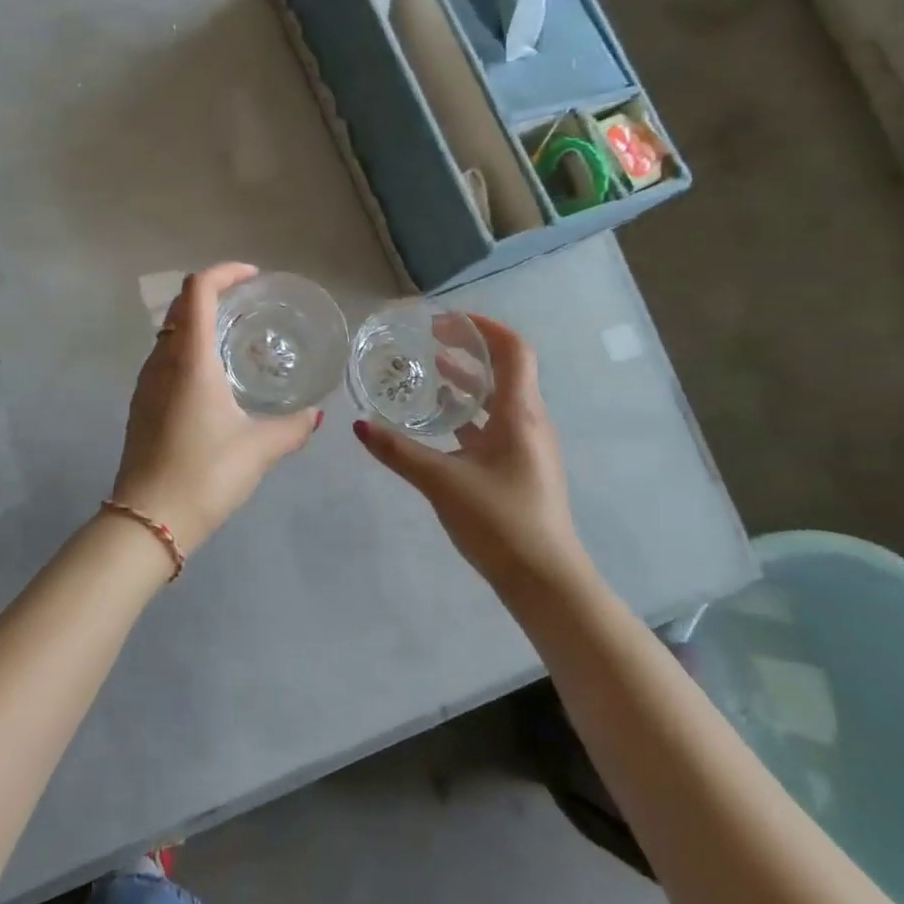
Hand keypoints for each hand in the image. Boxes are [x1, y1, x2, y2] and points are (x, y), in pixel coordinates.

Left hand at [111, 263, 322, 552]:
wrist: (148, 519)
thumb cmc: (205, 474)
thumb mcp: (259, 449)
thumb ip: (292, 427)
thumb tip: (316, 414)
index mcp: (190, 359)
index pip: (197, 291)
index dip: (224, 273)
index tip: (252, 277)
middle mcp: (162, 362)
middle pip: (179, 306)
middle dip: (212, 293)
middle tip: (247, 303)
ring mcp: (146, 384)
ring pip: (168, 333)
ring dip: (197, 323)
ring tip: (233, 339)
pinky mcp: (140, 406)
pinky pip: (164, 360)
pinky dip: (187, 351)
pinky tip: (212, 380)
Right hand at [353, 314, 588, 593]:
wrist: (545, 581)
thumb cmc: (500, 522)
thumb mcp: (442, 482)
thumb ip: (398, 452)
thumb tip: (358, 425)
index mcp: (520, 413)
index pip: (513, 350)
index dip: (482, 327)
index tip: (446, 322)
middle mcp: (529, 421)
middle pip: (505, 369)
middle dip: (469, 350)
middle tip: (430, 341)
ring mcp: (528, 446)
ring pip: (499, 398)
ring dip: (468, 381)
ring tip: (432, 372)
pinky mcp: (521, 468)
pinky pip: (496, 425)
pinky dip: (470, 412)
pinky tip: (442, 423)